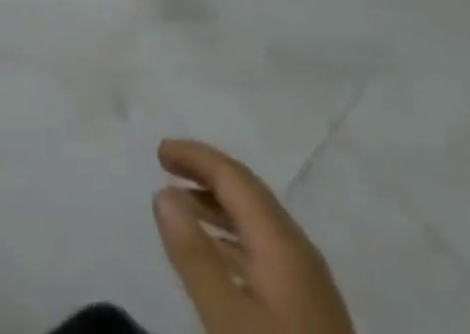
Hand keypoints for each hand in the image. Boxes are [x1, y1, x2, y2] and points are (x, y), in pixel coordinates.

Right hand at [153, 140, 354, 333]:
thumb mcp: (227, 319)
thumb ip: (194, 255)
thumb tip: (163, 193)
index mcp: (281, 242)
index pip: (233, 176)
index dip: (194, 157)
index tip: (159, 153)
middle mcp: (298, 250)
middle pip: (248, 193)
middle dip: (205, 173)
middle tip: (166, 169)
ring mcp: (309, 282)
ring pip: (257, 222)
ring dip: (218, 206)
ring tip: (181, 209)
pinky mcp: (310, 310)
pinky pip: (265, 250)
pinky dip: (233, 237)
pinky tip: (216, 257)